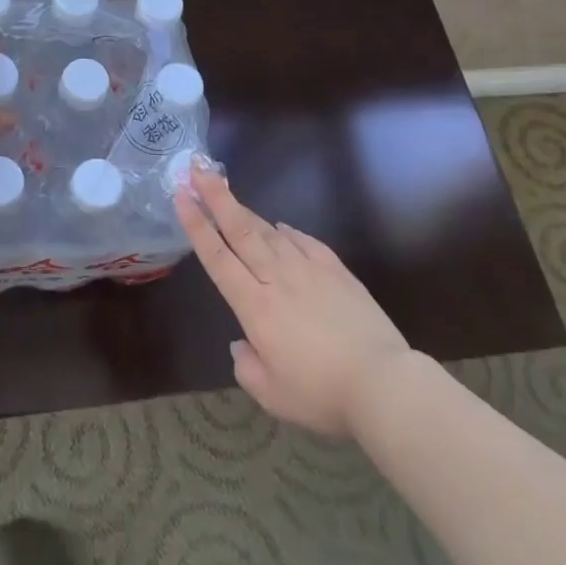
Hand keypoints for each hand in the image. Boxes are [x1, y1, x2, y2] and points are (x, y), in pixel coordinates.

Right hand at [175, 160, 409, 438]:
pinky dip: (288, 231)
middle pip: (240, 229)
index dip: (196, 225)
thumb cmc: (321, 394)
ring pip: (270, 231)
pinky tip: (281, 226)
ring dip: (245, 211)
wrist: (384, 383)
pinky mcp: (337, 271)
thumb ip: (247, 367)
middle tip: (196, 168)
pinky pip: (306, 242)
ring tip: (228, 194)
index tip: (181, 196)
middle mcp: (277, 278)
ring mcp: (309, 270)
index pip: (217, 257)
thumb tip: (242, 344)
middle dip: (215, 197)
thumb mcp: (272, 396)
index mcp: (255, 306)